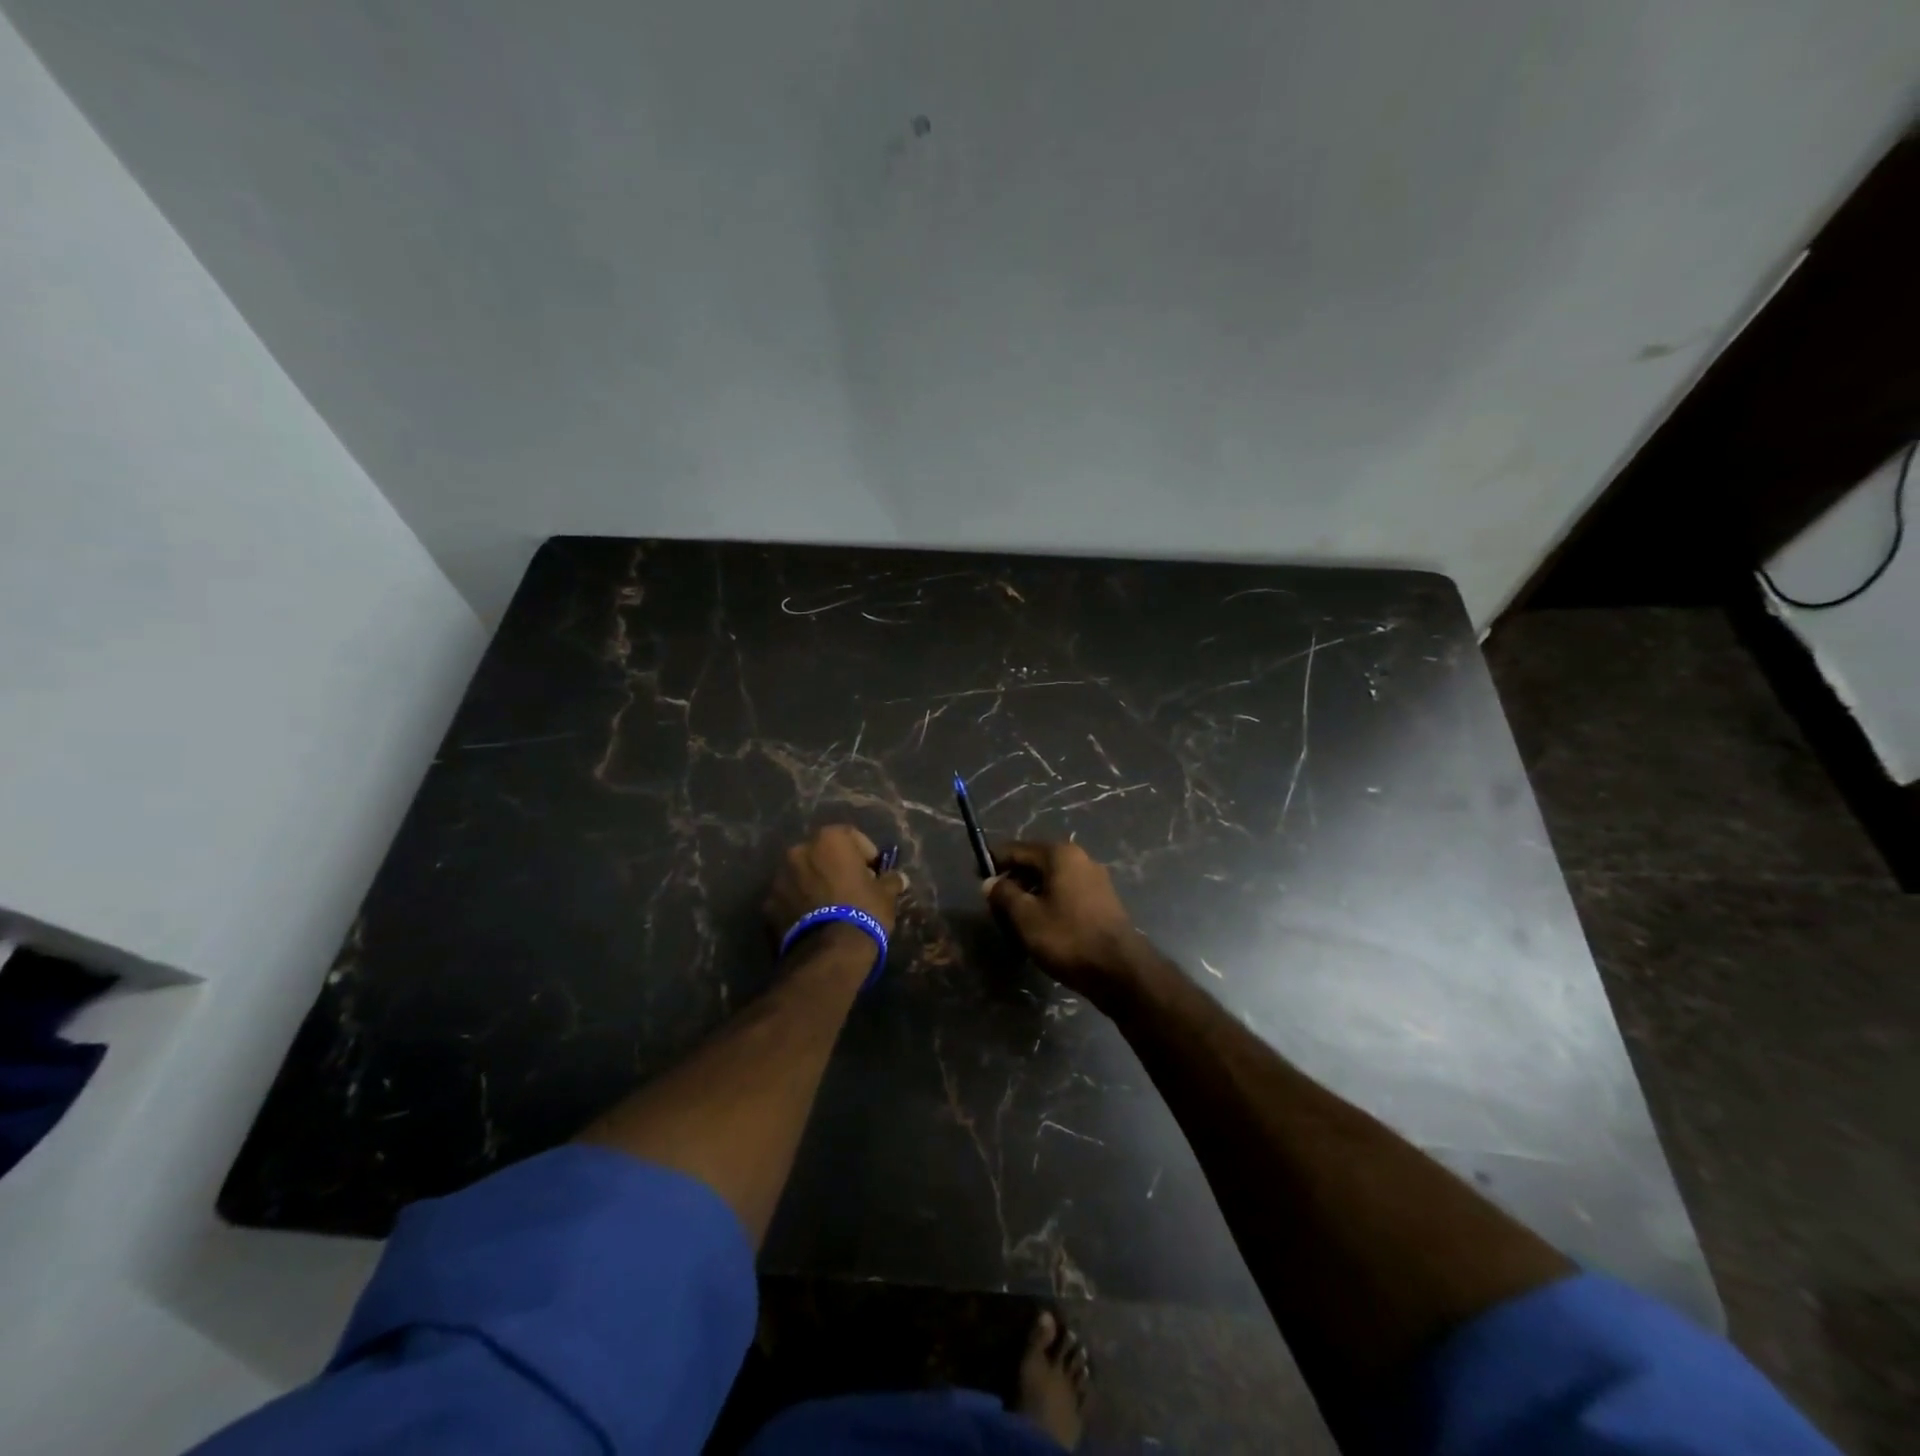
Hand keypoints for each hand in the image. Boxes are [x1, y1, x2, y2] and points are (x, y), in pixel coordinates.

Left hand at [764, 825, 907, 943]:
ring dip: (814, 884)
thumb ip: (891, 880)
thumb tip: (898, 878)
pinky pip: (788, 897)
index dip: (865, 854)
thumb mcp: (886, 895)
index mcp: (829, 840)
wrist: (828, 953)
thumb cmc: (863, 912)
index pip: (851, 836)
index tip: (874, 873)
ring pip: (802, 874)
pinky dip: (799, 904)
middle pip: (822, 854)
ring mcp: (779, 877)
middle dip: (835, 867)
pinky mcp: (767, 904)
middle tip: (851, 888)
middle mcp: (799, 850)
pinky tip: (813, 921)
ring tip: (830, 908)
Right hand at [984, 840, 1147, 998]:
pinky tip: (1040, 925)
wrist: (1120, 970)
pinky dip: (1048, 903)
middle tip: (994, 905)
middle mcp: (1080, 859)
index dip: (994, 862)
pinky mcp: (1102, 901)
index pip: (1017, 849)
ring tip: (1014, 918)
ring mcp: (1095, 880)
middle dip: (1013, 880)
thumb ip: (1004, 894)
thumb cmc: (1068, 937)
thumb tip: (990, 882)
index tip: (976, 877)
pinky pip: (1066, 893)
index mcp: (1060, 855)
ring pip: (1051, 880)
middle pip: (1035, 863)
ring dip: (1030, 894)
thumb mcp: (1026, 916)